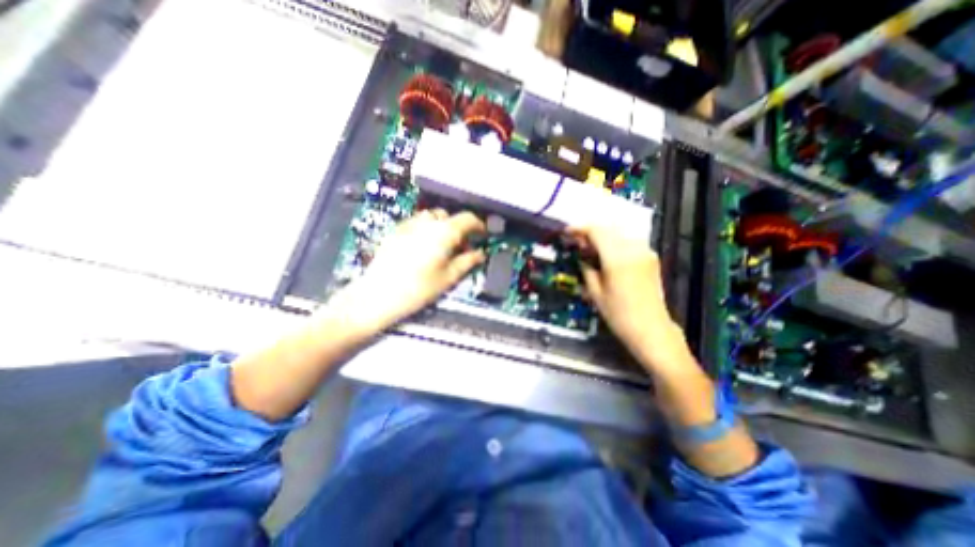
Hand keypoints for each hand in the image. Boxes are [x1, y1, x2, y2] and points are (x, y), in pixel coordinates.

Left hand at [330, 209, 484, 333]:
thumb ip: (468, 262)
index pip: (468, 218)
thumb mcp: (449, 277)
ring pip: (431, 218)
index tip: (482, 235)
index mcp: (444, 231)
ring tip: (440, 247)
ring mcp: (409, 224)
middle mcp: (427, 222)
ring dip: (441, 227)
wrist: (378, 294)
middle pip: (449, 216)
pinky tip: (421, 247)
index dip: (478, 225)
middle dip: (458, 229)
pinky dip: (425, 230)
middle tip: (460, 248)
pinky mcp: (395, 230)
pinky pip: (416, 223)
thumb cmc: (419, 288)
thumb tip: (480, 254)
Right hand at [569, 222, 687, 371]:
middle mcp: (633, 249)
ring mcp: (645, 251)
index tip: (567, 232)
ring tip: (590, 247)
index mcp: (617, 258)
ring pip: (619, 233)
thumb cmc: (619, 314)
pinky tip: (607, 253)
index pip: (596, 231)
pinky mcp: (650, 257)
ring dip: (603, 235)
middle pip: (608, 228)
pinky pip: (628, 241)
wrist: (651, 329)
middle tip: (577, 241)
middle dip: (590, 231)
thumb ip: (586, 268)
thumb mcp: (595, 292)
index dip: (579, 228)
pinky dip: (614, 242)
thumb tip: (582, 255)